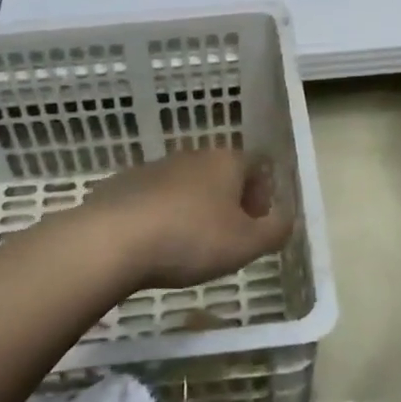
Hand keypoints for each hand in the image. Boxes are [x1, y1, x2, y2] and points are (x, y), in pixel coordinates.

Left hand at [79, 147, 292, 290]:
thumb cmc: (191, 239)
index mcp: (227, 161)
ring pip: (187, 185)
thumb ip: (275, 231)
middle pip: (222, 173)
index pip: (258, 166)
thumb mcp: (246, 244)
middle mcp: (193, 155)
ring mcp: (156, 166)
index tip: (256, 225)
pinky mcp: (124, 183)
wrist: (113, 240)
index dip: (263, 195)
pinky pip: (154, 198)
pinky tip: (153, 244)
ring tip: (188, 246)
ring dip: (194, 208)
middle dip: (229, 202)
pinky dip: (161, 215)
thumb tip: (287, 219)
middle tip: (226, 239)